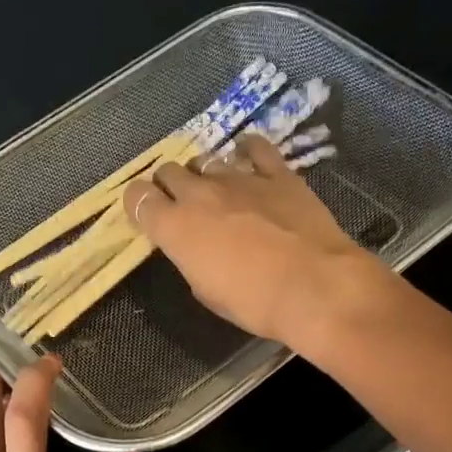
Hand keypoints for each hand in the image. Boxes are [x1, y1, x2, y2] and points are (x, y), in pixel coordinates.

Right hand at [124, 131, 380, 343]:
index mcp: (175, 227)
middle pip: (169, 171)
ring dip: (205, 174)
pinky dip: (247, 151)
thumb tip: (195, 248)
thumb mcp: (206, 292)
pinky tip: (248, 156)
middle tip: (181, 204)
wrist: (313, 288)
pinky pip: (255, 148)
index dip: (138, 204)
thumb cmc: (253, 303)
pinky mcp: (278, 173)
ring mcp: (240, 178)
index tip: (146, 215)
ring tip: (217, 191)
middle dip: (169, 185)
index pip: (137, 198)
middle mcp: (200, 194)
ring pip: (207, 161)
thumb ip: (191, 260)